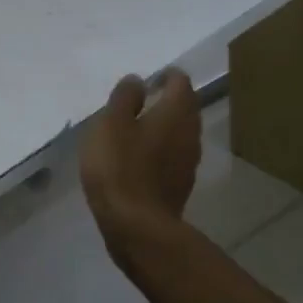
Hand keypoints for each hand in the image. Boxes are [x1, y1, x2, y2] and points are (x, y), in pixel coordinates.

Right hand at [80, 70, 200, 253]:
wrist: (136, 226)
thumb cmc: (120, 166)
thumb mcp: (111, 123)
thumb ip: (124, 98)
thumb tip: (137, 80)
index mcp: (176, 112)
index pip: (180, 82)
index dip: (165, 76)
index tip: (147, 80)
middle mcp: (191, 133)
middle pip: (185, 108)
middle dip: (166, 101)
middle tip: (139, 102)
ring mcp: (189, 162)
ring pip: (180, 134)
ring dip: (163, 127)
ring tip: (135, 130)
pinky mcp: (180, 186)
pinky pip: (172, 157)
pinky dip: (159, 151)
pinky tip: (138, 159)